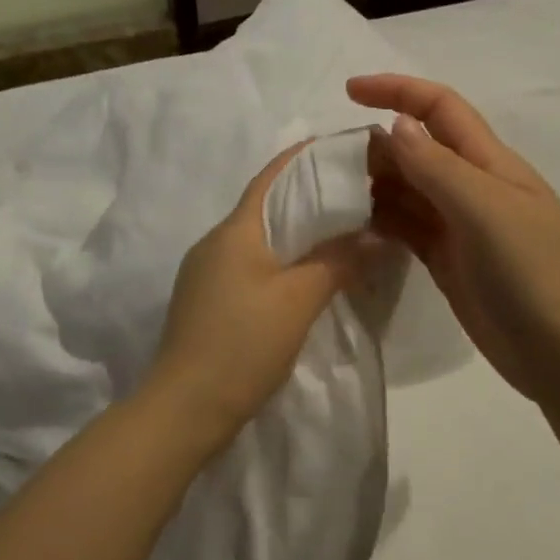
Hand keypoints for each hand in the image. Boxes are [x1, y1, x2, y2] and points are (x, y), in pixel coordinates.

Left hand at [145, 143, 368, 449]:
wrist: (184, 409)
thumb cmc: (242, 343)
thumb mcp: (299, 299)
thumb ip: (338, 261)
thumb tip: (376, 233)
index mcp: (234, 230)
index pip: (273, 176)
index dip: (306, 157)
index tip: (344, 149)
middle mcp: (215, 243)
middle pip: (267, 205)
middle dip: (309, 196)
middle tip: (356, 196)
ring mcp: (206, 274)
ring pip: (259, 238)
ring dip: (297, 232)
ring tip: (341, 233)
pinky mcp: (207, 302)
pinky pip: (251, 265)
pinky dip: (282, 259)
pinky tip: (307, 276)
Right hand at [348, 74, 559, 403]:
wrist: (557, 351)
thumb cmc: (528, 271)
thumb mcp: (484, 210)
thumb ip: (437, 167)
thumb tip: (397, 124)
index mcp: (490, 162)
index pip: (440, 108)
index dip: (397, 91)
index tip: (349, 92)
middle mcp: (472, 185)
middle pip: (418, 147)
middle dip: (377, 144)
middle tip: (332, 165)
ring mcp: (459, 224)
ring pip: (408, 188)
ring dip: (375, 183)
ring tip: (335, 194)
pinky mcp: (446, 257)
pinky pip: (407, 226)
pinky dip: (382, 220)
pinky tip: (355, 225)